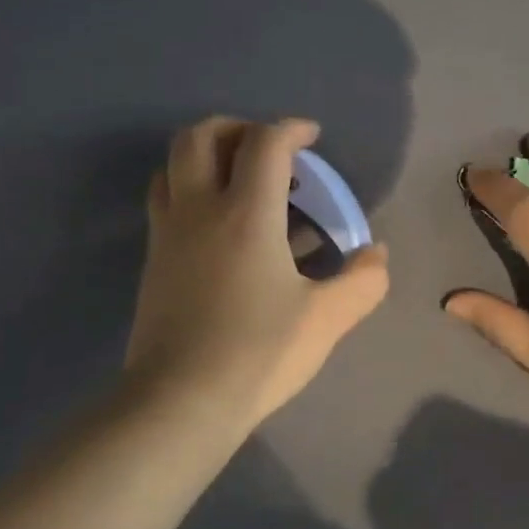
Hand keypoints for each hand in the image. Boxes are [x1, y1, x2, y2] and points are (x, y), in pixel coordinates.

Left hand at [125, 116, 389, 429]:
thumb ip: (363, 281)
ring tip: (240, 179)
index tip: (312, 138)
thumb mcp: (327, 319)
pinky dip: (190, 189)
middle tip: (269, 150)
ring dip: (207, 154)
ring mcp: (168, 234)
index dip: (291, 129)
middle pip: (201, 136)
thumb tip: (375, 255)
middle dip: (238, 128)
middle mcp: (200, 210)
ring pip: (173, 165)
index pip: (264, 144)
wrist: (182, 400)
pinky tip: (219, 225)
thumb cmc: (259, 352)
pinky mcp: (153, 261)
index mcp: (246, 215)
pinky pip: (166, 200)